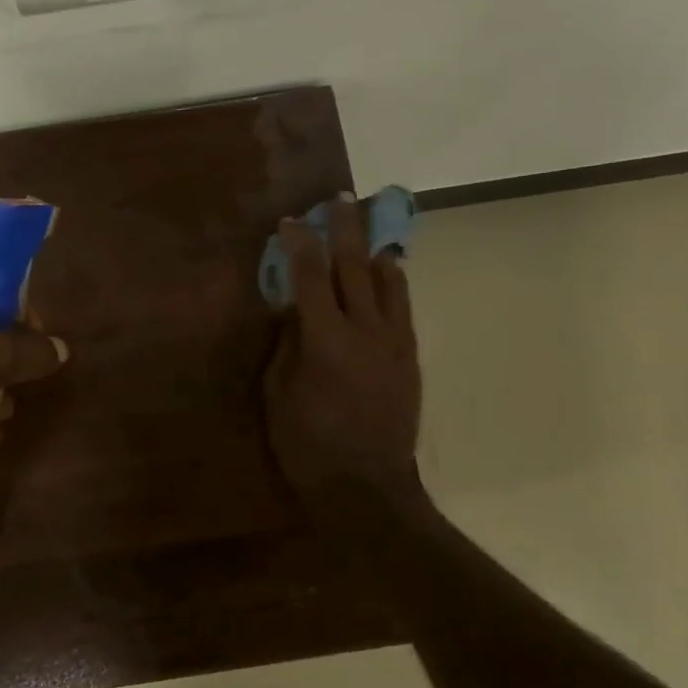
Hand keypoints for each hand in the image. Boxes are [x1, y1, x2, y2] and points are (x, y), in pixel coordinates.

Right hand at [263, 197, 420, 496]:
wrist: (367, 487)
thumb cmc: (308, 444)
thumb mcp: (278, 394)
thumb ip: (286, 345)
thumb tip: (291, 309)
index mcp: (326, 341)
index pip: (309, 278)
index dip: (299, 244)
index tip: (291, 220)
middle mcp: (366, 332)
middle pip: (355, 268)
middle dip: (345, 230)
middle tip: (340, 200)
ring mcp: (394, 343)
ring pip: (389, 283)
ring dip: (375, 250)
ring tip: (369, 228)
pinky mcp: (410, 358)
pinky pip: (403, 309)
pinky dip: (394, 283)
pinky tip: (388, 273)